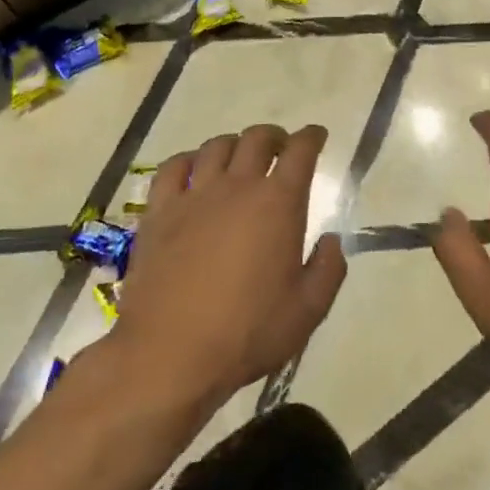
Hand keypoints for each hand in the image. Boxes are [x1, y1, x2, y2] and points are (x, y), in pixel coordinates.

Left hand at [113, 123, 346, 407]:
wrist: (170, 354)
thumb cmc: (247, 333)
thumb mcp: (308, 310)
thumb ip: (328, 269)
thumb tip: (331, 240)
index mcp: (278, 203)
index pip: (300, 151)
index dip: (312, 137)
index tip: (317, 135)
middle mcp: (237, 186)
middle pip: (257, 139)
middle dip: (274, 137)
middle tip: (280, 148)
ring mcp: (194, 196)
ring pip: (216, 147)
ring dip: (234, 144)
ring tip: (239, 158)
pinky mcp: (159, 212)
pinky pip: (173, 168)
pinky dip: (188, 160)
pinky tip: (193, 170)